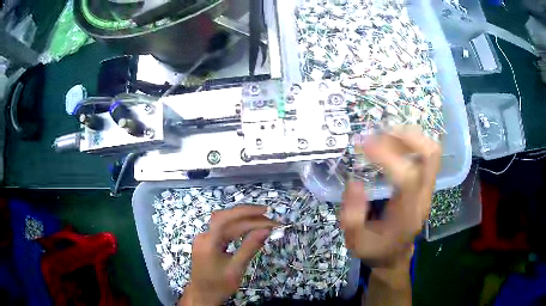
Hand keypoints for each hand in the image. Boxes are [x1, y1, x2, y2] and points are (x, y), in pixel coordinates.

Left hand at [179, 206, 277, 305]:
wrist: (203, 295)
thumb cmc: (219, 285)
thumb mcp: (236, 268)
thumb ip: (250, 247)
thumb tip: (266, 229)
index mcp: (208, 242)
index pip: (226, 218)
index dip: (246, 212)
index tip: (266, 212)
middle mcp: (204, 235)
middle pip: (227, 219)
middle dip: (249, 216)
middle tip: (270, 219)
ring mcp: (205, 238)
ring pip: (226, 223)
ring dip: (245, 221)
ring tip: (264, 222)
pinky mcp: (208, 242)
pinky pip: (224, 230)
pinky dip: (238, 228)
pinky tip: (249, 228)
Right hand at [340, 126, 440, 267]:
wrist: (394, 256)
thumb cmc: (374, 249)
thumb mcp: (354, 241)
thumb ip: (352, 214)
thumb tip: (355, 180)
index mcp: (407, 215)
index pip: (408, 178)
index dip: (389, 156)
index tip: (364, 144)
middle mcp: (423, 198)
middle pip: (430, 156)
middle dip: (407, 137)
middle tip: (380, 132)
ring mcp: (427, 190)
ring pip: (431, 152)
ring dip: (410, 136)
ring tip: (386, 134)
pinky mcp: (425, 185)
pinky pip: (426, 156)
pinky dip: (412, 142)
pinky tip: (394, 143)